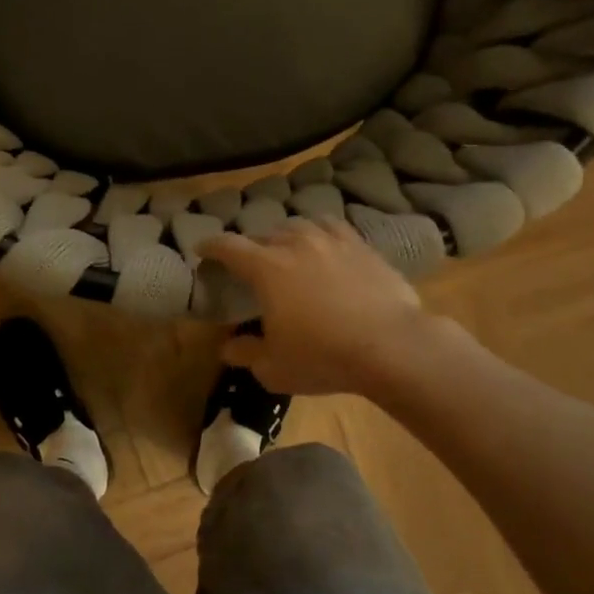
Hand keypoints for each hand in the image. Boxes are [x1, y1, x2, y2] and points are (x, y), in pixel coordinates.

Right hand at [201, 218, 455, 397]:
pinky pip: (332, 227)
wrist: (391, 346)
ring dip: (285, 236)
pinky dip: (319, 232)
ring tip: (286, 249)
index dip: (211, 246)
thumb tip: (227, 346)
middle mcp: (295, 244)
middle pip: (264, 235)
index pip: (229, 247)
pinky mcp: (361, 245)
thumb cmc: (323, 357)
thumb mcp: (274, 367)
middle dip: (251, 246)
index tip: (202, 249)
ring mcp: (331, 240)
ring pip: (298, 226)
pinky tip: (323, 243)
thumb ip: (245, 353)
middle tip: (249, 262)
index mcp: (266, 268)